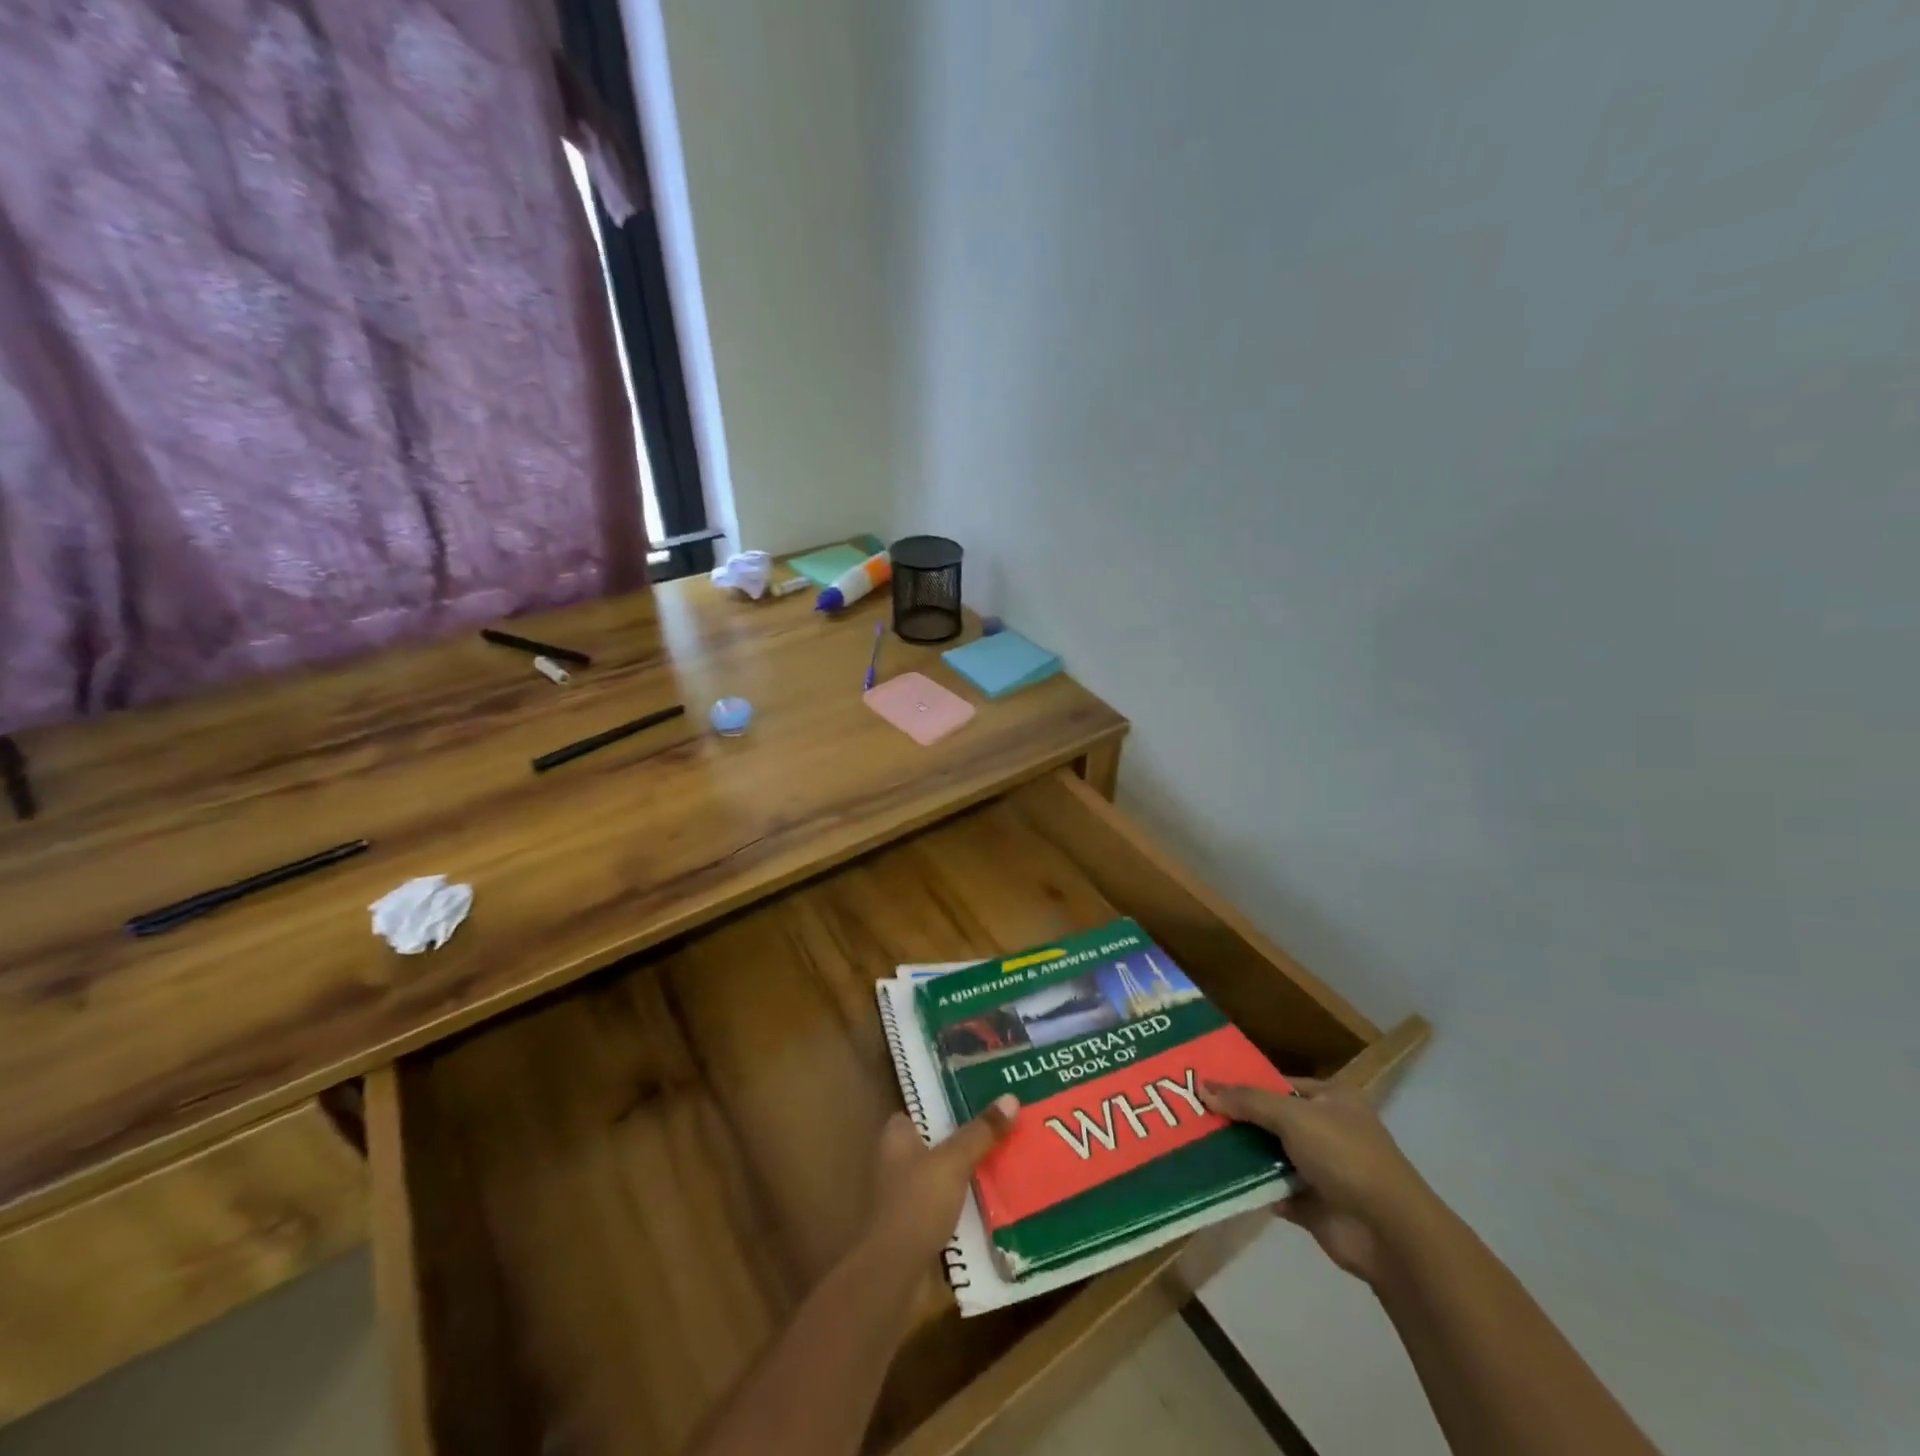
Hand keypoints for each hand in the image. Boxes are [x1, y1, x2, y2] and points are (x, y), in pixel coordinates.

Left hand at [865, 1095, 1017, 1270]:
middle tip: (1010, 1126)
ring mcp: (911, 1197)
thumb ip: (981, 1132)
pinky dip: (973, 1206)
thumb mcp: (953, 1161)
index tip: (985, 1097)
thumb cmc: (917, 1203)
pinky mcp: (923, 1227)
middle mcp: (900, 1162)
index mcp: (897, 1136)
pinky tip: (1004, 1199)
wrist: (896, 1275)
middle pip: (942, 1142)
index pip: (925, 1109)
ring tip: (1015, 1158)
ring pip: (950, 1176)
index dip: (952, 1102)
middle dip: (971, 1140)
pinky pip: (954, 1207)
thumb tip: (1011, 1098)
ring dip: (975, 1175)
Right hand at [1199, 1077, 1433, 1284]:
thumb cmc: (1345, 1156)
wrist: (1388, 1233)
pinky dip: (1249, 1185)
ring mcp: (1319, 1168)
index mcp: (1331, 1099)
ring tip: (1194, 1141)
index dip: (1244, 1083)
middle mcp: (1326, 1129)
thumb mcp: (1293, 1116)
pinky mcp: (1310, 1204)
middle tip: (1192, 1112)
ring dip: (1239, 1152)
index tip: (1206, 1085)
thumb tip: (1203, 1087)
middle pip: (1270, 1118)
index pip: (1279, 1082)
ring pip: (1268, 1153)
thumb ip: (1248, 1101)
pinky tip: (1216, 1177)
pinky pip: (1271, 1188)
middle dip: (1237, 1118)